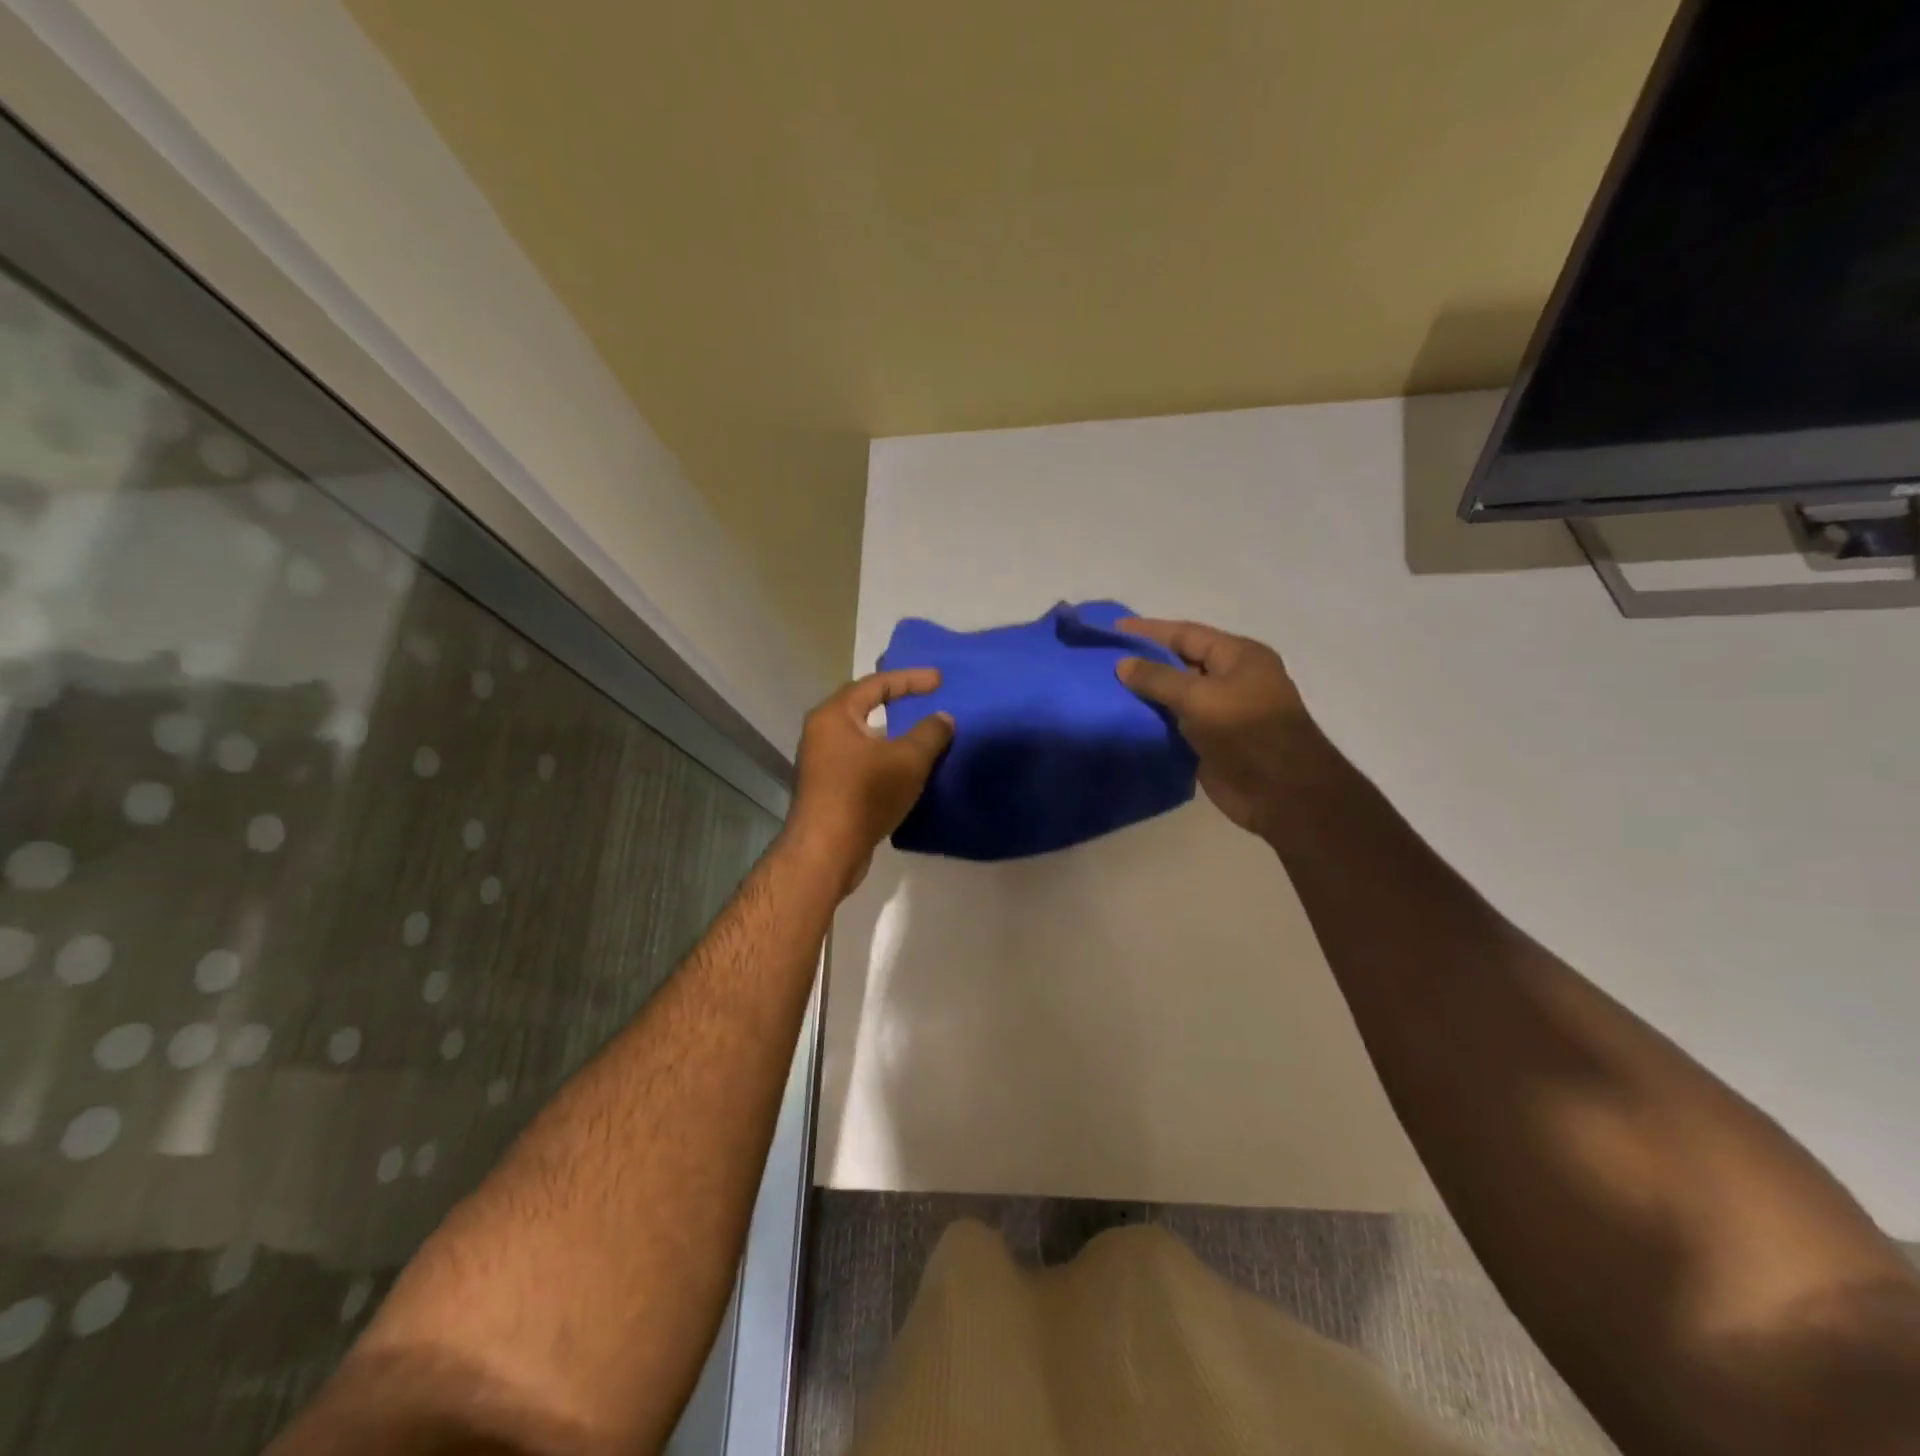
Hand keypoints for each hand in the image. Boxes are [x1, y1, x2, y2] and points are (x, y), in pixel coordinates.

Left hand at [784, 669, 954, 893]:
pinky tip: (906, 769)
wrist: (827, 851)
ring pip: (863, 737)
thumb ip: (930, 733)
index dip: (911, 679)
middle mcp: (822, 732)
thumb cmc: (864, 794)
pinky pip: (862, 761)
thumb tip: (943, 717)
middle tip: (927, 700)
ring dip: (892, 734)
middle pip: (864, 706)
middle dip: (897, 701)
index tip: (940, 681)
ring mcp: (822, 762)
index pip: (876, 684)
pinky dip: (885, 758)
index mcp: (835, 715)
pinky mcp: (828, 788)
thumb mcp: (908, 760)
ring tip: (922, 734)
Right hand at [1115, 618, 1314, 839]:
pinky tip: (1122, 718)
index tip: (1112, 628)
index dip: (1148, 630)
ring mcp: (1221, 711)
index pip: (1186, 633)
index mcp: (1238, 656)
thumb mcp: (1199, 697)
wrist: (1282, 793)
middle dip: (1143, 660)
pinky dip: (1152, 720)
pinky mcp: (1210, 741)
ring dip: (1145, 693)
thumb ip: (1158, 678)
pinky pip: (1175, 723)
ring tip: (1103, 688)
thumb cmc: (1247, 733)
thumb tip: (1121, 664)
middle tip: (1101, 660)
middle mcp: (1230, 678)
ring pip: (1175, 694)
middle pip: (1180, 662)